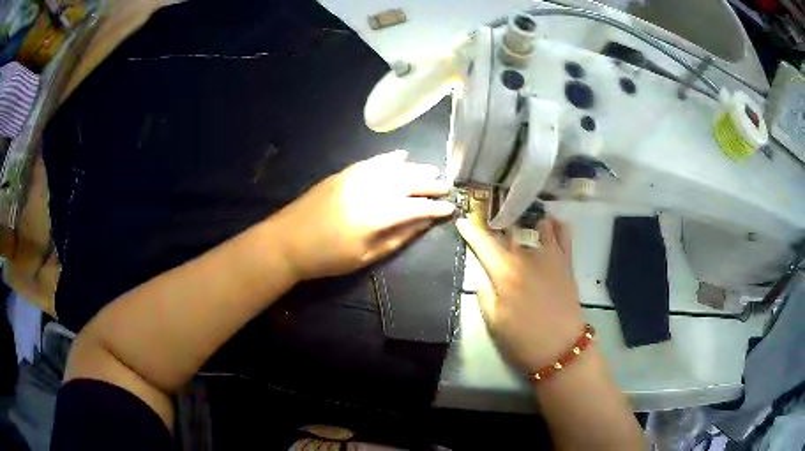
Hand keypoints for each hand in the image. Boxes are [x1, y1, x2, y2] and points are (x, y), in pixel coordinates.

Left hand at [273, 150, 454, 280]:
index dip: (435, 208)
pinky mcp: (343, 173)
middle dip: (430, 184)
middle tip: (446, 187)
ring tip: (432, 170)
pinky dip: (389, 158)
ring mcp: (355, 178)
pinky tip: (402, 156)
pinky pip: (372, 161)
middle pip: (408, 182)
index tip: (451, 208)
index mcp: (376, 216)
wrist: (287, 241)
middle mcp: (370, 190)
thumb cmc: (327, 257)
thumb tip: (423, 224)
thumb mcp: (365, 256)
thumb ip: (397, 238)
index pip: (416, 207)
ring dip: (415, 168)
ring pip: (393, 168)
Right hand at [456, 215, 583, 372]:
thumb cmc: (523, 339)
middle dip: (496, 225)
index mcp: (505, 272)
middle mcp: (527, 257)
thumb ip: (484, 294)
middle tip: (490, 226)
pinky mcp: (566, 261)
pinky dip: (555, 225)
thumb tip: (482, 275)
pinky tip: (549, 224)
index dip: (470, 230)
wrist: (561, 348)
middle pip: (508, 230)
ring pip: (537, 225)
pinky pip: (564, 233)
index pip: (483, 243)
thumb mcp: (494, 322)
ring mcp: (550, 256)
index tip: (462, 221)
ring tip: (519, 224)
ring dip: (525, 223)